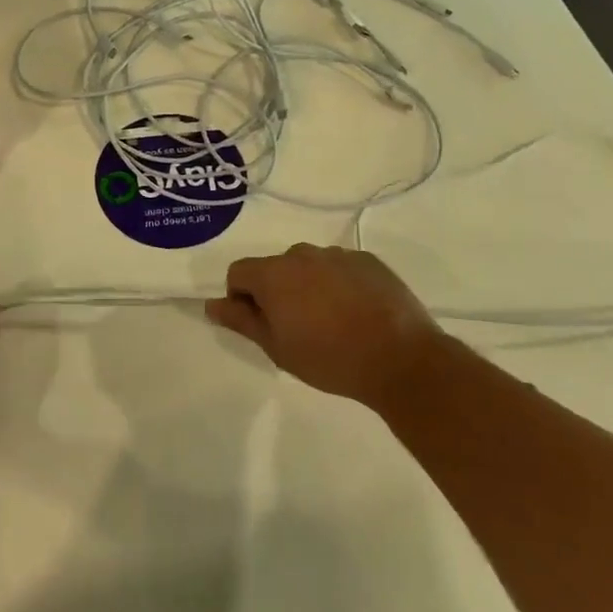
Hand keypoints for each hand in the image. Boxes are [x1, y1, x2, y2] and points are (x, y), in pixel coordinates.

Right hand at [206, 244, 444, 409]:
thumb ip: (241, 321)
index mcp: (274, 273)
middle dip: (277, 292)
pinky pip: (340, 268)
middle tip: (297, 329)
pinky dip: (339, 285)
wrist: (400, 358)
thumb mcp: (277, 348)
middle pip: (275, 268)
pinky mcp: (368, 260)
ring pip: (309, 267)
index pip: (239, 272)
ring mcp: (338, 254)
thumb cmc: (329, 358)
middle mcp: (302, 253)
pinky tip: (357, 314)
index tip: (261, 325)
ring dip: (308, 286)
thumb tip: (212, 304)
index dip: (241, 298)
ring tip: (331, 322)